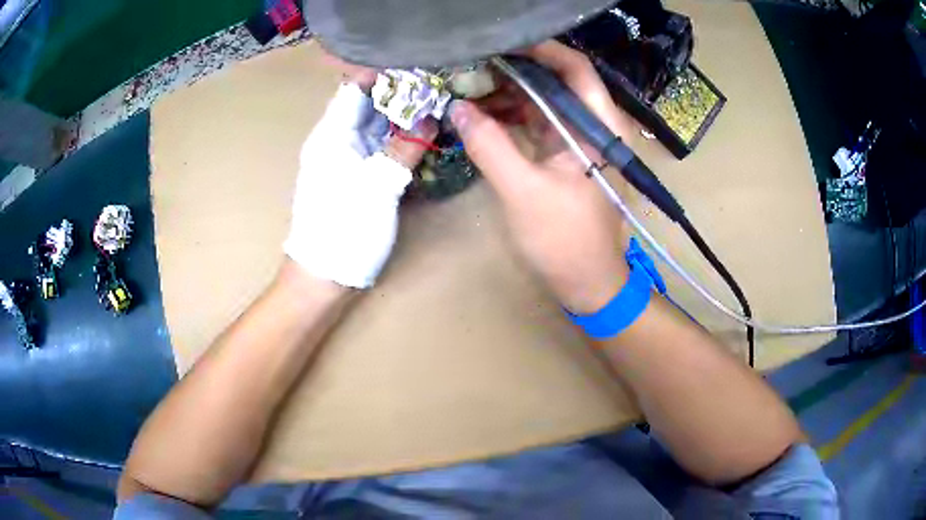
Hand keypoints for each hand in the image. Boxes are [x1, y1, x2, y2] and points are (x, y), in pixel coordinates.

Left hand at [285, 72, 436, 288]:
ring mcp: (345, 161)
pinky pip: (378, 150)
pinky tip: (421, 139)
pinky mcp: (355, 179)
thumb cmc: (344, 229)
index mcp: (331, 136)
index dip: (383, 75)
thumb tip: (430, 118)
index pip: (354, 89)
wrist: (324, 277)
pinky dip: (398, 142)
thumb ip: (405, 149)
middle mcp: (336, 142)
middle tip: (438, 88)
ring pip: (375, 128)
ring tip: (436, 108)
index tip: (418, 68)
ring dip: (402, 119)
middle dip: (400, 96)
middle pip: (367, 106)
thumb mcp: (378, 186)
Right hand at [451, 41, 634, 313]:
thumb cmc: (565, 240)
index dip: (541, 50)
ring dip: (508, 92)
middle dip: (515, 70)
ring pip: (543, 100)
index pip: (575, 69)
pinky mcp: (563, 155)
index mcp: (599, 127)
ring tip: (468, 88)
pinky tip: (481, 115)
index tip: (500, 44)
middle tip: (473, 65)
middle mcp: (593, 126)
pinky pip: (536, 122)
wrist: (587, 282)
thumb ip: (490, 145)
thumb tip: (458, 108)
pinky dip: (510, 116)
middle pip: (556, 80)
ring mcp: (577, 140)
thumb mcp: (523, 191)